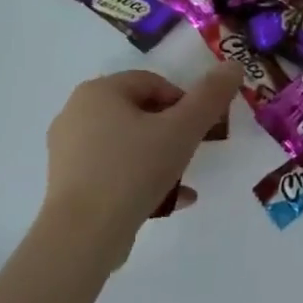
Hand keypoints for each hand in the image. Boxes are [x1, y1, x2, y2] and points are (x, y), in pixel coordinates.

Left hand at [44, 64, 242, 267]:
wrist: (82, 237)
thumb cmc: (133, 170)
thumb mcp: (182, 129)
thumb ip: (211, 96)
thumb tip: (233, 65)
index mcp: (99, 92)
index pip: (153, 82)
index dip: (184, 102)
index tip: (202, 128)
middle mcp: (76, 114)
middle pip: (140, 112)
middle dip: (173, 130)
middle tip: (194, 151)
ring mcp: (68, 151)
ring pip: (128, 144)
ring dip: (160, 157)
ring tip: (184, 181)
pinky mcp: (68, 184)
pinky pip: (114, 171)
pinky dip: (140, 179)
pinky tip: (168, 202)